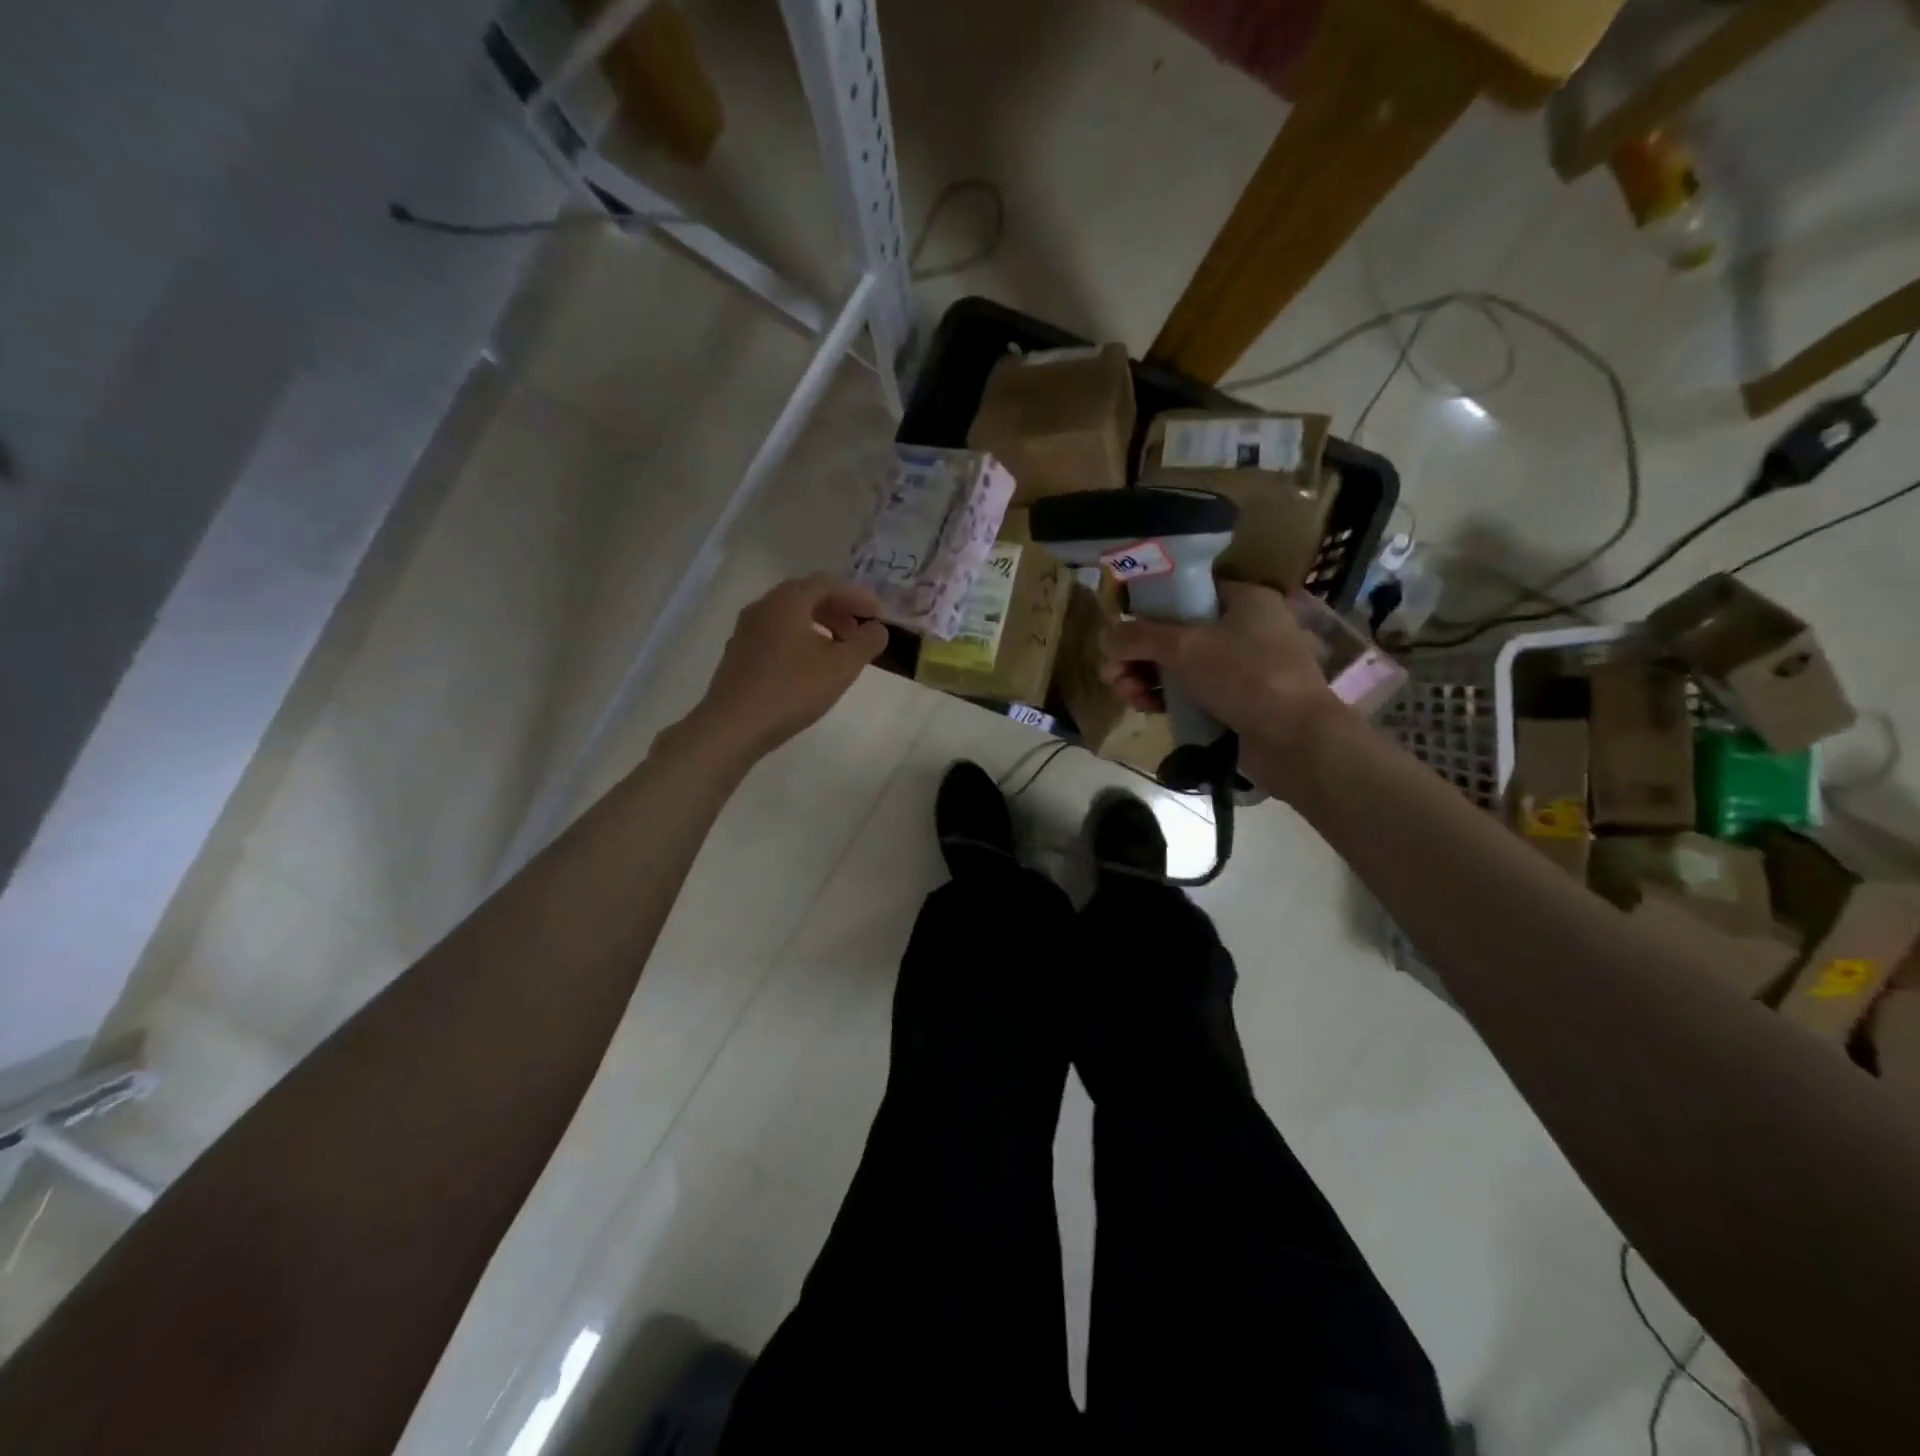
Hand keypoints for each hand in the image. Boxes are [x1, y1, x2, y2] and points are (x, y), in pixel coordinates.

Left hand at [685, 575, 889, 762]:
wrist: (733, 726)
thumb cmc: (792, 690)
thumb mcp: (842, 667)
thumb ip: (866, 642)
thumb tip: (877, 629)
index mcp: (787, 601)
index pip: (828, 583)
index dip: (858, 596)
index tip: (879, 617)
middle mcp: (763, 606)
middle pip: (807, 595)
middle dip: (839, 609)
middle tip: (860, 632)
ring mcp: (746, 630)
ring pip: (790, 615)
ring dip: (820, 625)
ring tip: (839, 651)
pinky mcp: (739, 654)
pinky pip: (776, 634)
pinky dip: (801, 639)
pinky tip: (810, 667)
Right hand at [1100, 580, 1347, 798]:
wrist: (1295, 740)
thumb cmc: (1244, 676)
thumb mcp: (1184, 648)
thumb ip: (1139, 638)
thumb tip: (1104, 638)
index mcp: (1243, 600)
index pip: (1185, 593)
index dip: (1148, 608)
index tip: (1121, 631)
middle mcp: (1245, 628)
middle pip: (1177, 633)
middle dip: (1138, 654)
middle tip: (1112, 674)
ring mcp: (1243, 668)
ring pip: (1181, 666)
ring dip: (1146, 678)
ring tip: (1126, 696)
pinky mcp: (1238, 702)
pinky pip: (1193, 692)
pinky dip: (1168, 698)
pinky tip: (1147, 709)